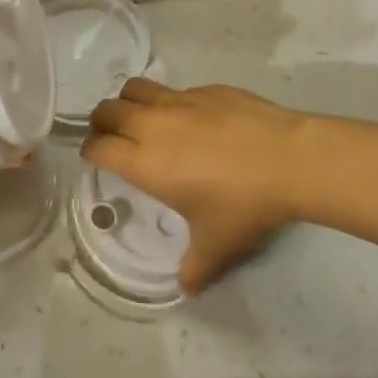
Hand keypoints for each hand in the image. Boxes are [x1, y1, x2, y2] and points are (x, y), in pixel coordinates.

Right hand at [84, 79, 306, 293]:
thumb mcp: (217, 245)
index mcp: (144, 162)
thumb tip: (187, 288)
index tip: (94, 158)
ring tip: (142, 119)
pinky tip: (192, 120)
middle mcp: (153, 125)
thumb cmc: (243, 205)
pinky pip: (174, 90)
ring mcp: (179, 101)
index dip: (91, 152)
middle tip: (112, 137)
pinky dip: (169, 102)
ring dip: (128, 102)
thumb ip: (194, 267)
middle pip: (108, 110)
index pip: (99, 147)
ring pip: (135, 89)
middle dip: (102, 123)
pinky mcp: (205, 88)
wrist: (287, 159)